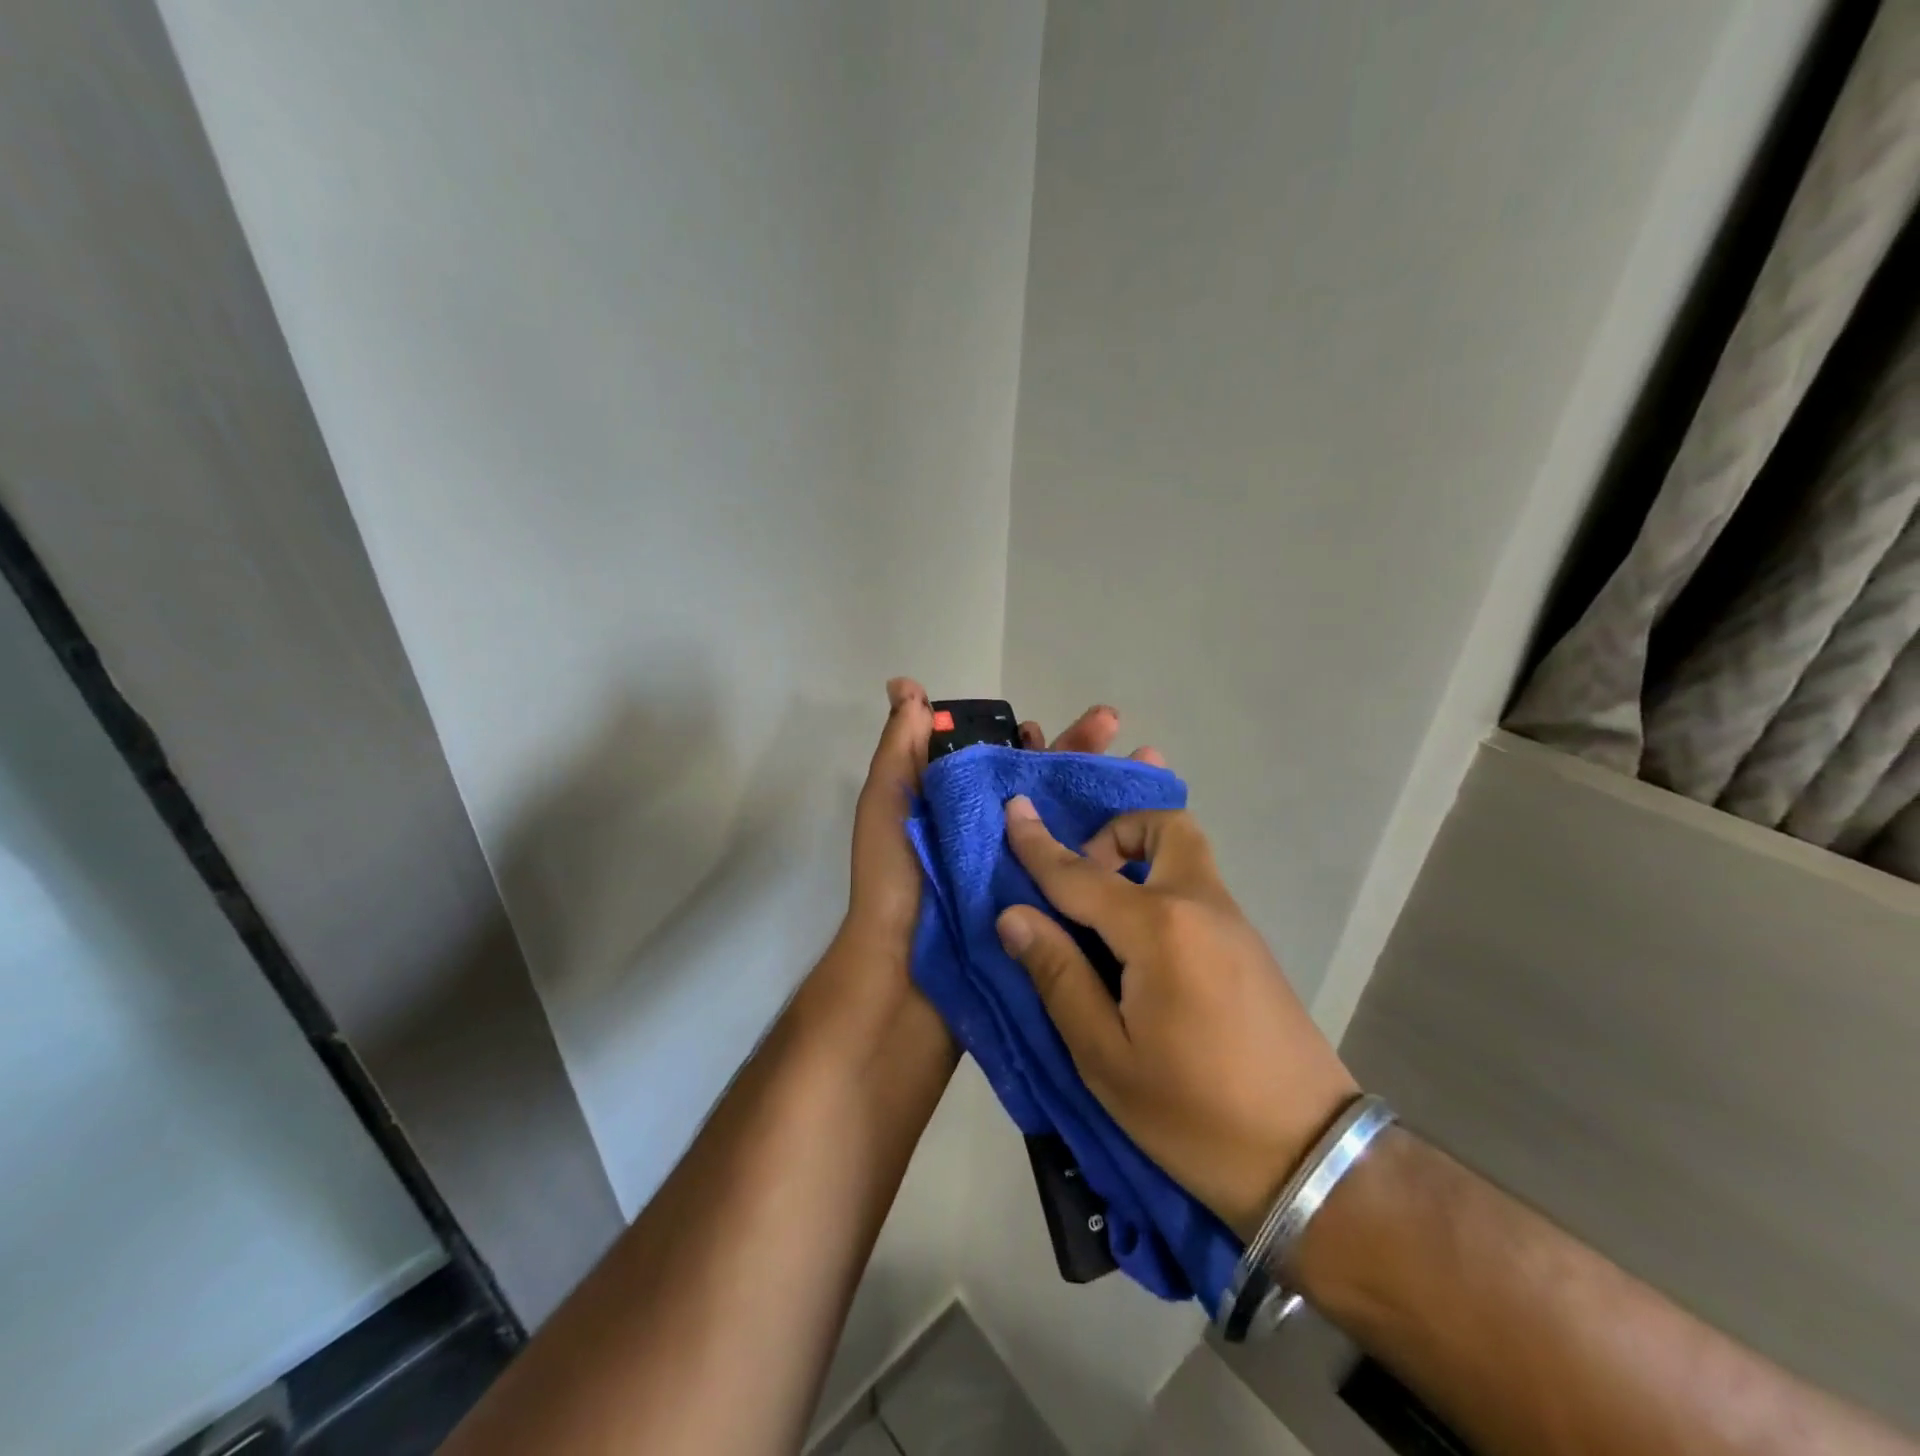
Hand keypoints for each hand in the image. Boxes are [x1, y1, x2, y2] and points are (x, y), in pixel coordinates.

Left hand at [839, 680, 1161, 965]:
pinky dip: (1115, 855)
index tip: (1044, 726)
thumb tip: (905, 685)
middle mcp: (999, 839)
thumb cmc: (895, 886)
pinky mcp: (1047, 911)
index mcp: (963, 812)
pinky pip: (1085, 877)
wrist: (903, 981)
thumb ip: (900, 750)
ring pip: (1073, 827)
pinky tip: (1151, 836)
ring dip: (1109, 798)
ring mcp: (1025, 876)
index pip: (1004, 765)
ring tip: (1151, 770)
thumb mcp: (888, 807)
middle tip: (1115, 727)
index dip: (1027, 743)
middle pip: (1047, 790)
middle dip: (1080, 757)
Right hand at [994, 802, 1358, 1239]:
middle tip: (1083, 879)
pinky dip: (1163, 884)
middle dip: (1116, 831)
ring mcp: (1234, 922)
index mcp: (1159, 930)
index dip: (1038, 844)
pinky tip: (1142, 941)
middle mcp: (1201, 905)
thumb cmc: (1194, 1115)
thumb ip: (1058, 975)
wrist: (1311, 1159)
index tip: (1013, 808)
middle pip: (1164, 826)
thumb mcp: (1106, 1057)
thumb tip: (1013, 915)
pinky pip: (1197, 887)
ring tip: (1104, 913)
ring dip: (1141, 855)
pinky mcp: (1250, 945)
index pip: (1081, 874)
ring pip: (1186, 852)